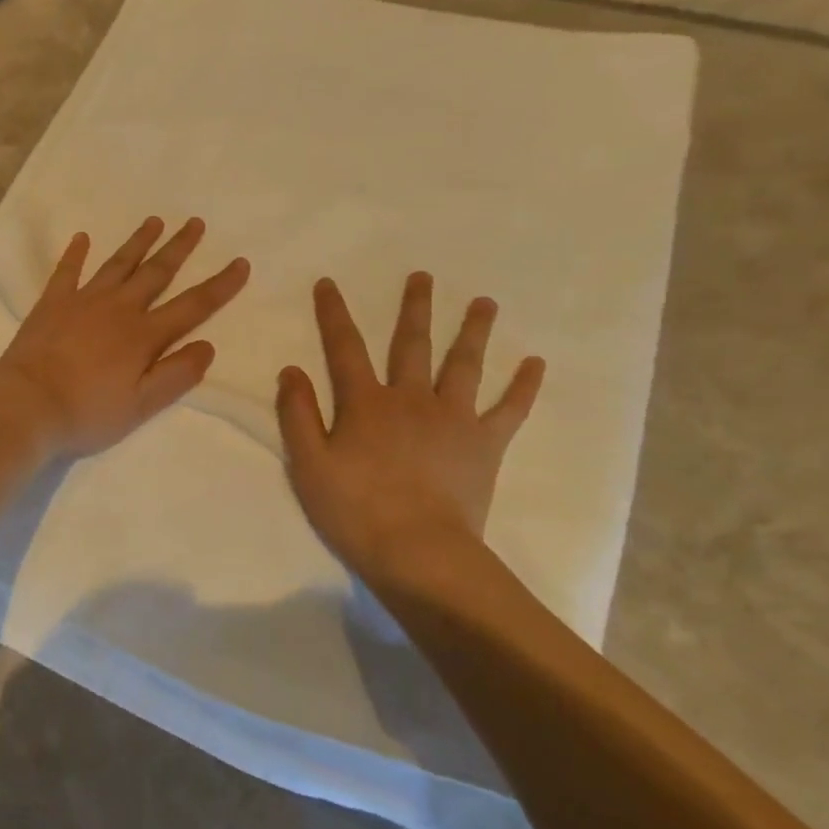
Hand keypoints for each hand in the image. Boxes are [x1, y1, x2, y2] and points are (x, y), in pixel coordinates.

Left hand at [0, 217, 249, 457]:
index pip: (192, 306)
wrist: (27, 405)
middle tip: (196, 222)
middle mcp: (118, 309)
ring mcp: (83, 301)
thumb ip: (177, 375)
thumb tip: (208, 345)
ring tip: (155, 221)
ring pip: (118, 264)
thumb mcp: (142, 406)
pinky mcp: (52, 303)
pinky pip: (67, 271)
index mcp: (144, 335)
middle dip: (179, 247)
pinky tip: (82, 237)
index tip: (241, 262)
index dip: (220, 285)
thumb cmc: (87, 412)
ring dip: (138, 242)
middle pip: (156, 272)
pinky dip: (75, 253)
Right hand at [276, 273, 544, 603]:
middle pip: (412, 345)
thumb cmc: (355, 509)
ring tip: (485, 302)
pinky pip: (509, 409)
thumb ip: (298, 414)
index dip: (334, 313)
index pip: (344, 348)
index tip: (329, 283)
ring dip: (473, 331)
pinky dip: (523, 386)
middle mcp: (411, 399)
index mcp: (365, 403)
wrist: (419, 552)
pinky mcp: (484, 444)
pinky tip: (536, 363)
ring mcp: (453, 419)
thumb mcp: (309, 464)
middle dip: (414, 308)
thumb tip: (292, 369)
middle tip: (422, 276)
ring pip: (463, 365)